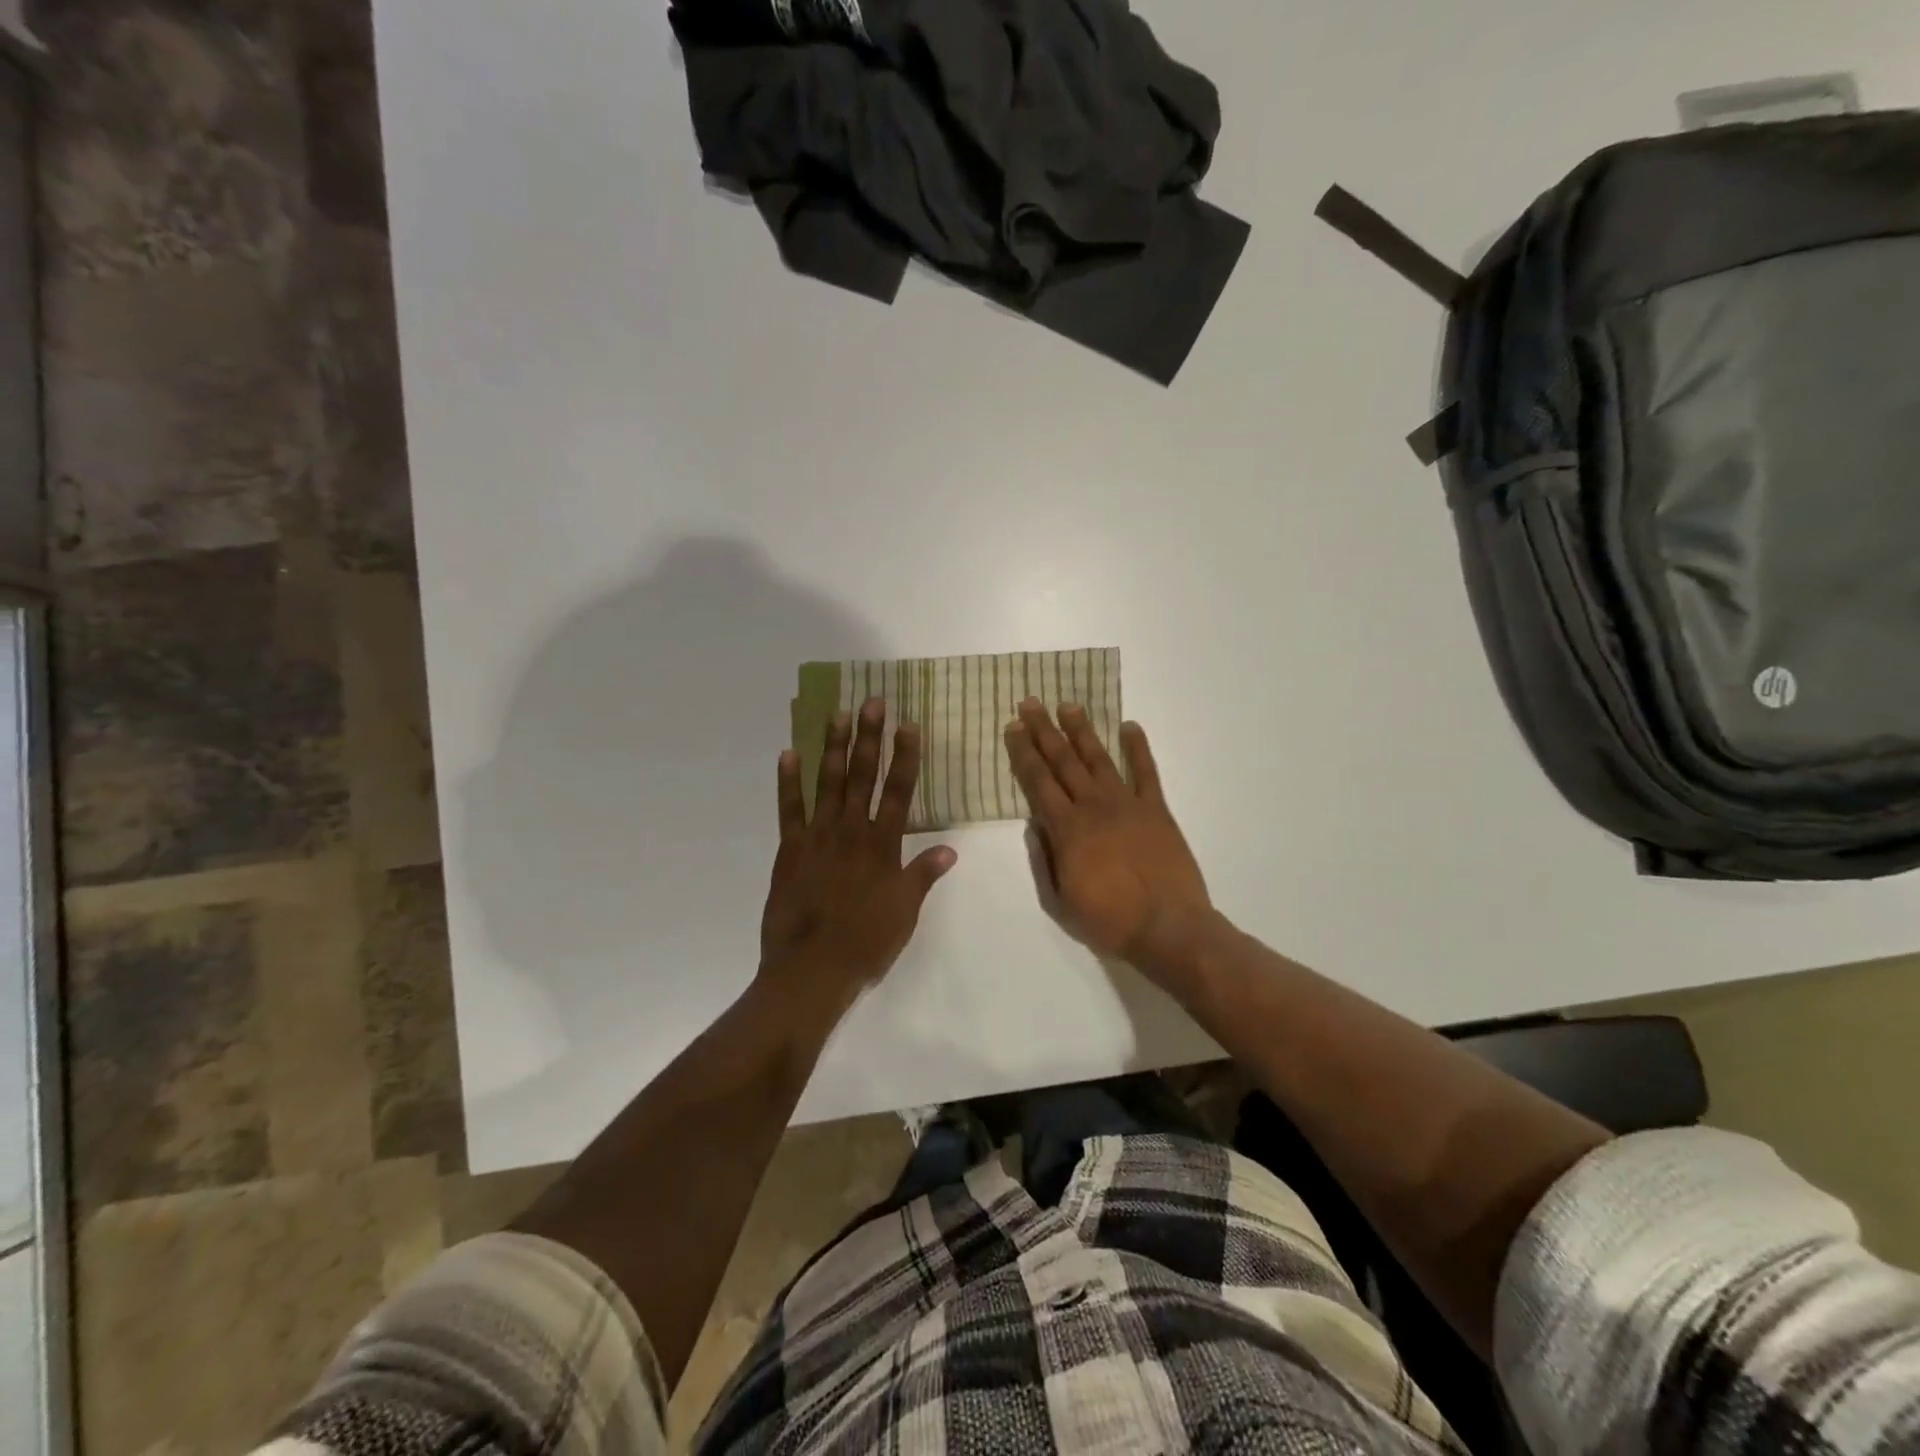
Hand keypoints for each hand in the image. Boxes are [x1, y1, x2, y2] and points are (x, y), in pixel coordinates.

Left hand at [760, 698, 956, 1014]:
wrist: (812, 969)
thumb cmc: (866, 943)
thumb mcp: (905, 912)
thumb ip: (923, 875)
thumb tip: (950, 848)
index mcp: (883, 845)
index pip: (899, 791)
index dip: (905, 756)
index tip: (908, 724)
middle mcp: (851, 831)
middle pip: (862, 775)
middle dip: (869, 737)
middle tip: (872, 702)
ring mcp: (817, 836)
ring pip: (827, 782)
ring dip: (832, 747)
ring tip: (837, 714)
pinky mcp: (790, 849)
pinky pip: (789, 808)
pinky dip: (788, 781)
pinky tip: (788, 754)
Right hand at [1004, 699, 1211, 965]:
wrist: (1169, 929)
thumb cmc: (1109, 921)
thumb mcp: (1059, 902)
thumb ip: (1042, 860)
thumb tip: (1033, 824)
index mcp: (1067, 829)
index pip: (1038, 782)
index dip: (1023, 753)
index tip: (1013, 727)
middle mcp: (1094, 807)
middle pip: (1063, 761)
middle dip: (1044, 730)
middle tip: (1031, 702)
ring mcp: (1128, 804)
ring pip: (1100, 758)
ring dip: (1082, 730)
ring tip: (1069, 705)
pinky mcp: (1157, 810)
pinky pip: (1147, 772)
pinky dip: (1138, 747)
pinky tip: (1129, 726)